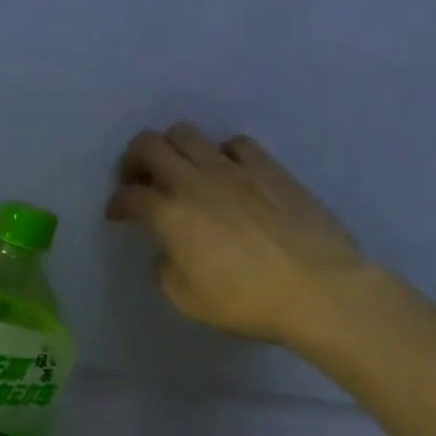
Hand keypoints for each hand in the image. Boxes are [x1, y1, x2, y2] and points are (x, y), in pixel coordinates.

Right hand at [106, 123, 367, 347]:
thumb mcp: (185, 298)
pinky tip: (227, 173)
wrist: (319, 289)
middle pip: (149, 146)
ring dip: (172, 149)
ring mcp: (234, 169)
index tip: (117, 214)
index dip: (116, 204)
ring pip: (187, 134)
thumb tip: (170, 249)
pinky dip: (220, 154)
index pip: (129, 196)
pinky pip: (234, 143)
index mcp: (170, 216)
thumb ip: (166, 267)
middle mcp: (196, 182)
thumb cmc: (246, 301)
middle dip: (134, 160)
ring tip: (179, 172)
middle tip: (137, 179)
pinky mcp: (269, 168)